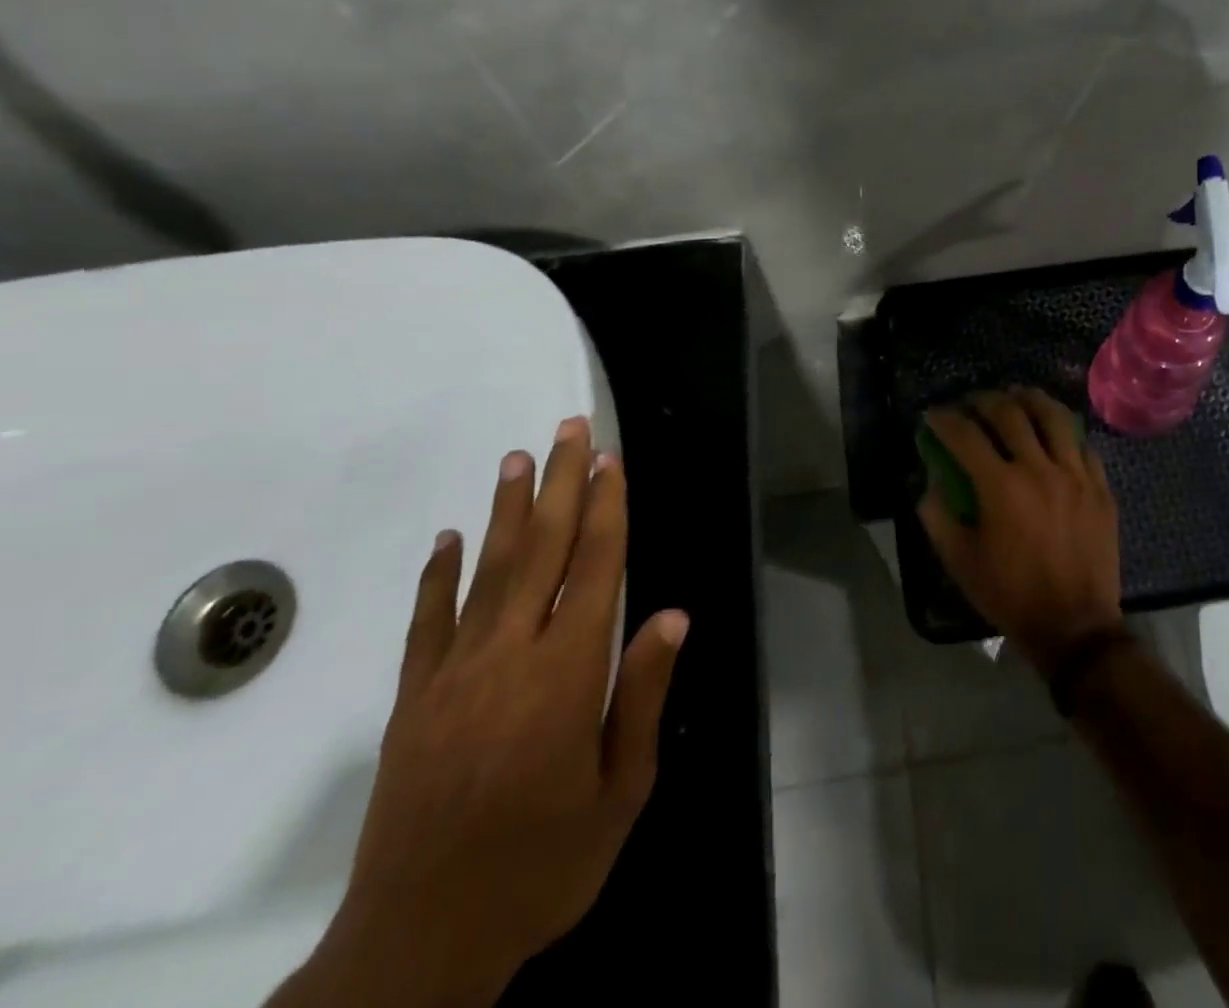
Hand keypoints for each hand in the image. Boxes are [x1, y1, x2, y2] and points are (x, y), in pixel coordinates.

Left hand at [271, 417, 688, 1007]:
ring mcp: (453, 673)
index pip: (595, 568)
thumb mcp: (620, 791)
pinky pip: (426, 622)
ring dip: (505, 509)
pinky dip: (436, 575)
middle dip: (560, 483)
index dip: (608, 508)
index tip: (611, 460)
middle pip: (542, 549)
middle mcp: (510, 655)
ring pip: (486, 571)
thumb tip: (671, 616)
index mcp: (567, 673)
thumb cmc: (542, 864)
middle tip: (568, 428)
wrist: (418, 944)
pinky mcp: (411, 699)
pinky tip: (447, 537)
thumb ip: (643, 694)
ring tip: (517, 458)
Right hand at [918, 387, 1122, 675]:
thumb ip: (938, 515)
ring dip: (1030, 399)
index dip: (944, 419)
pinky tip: (1055, 433)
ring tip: (1017, 394)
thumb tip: (931, 481)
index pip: (964, 435)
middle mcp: (1039, 468)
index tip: (933, 415)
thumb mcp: (960, 561)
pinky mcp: (1100, 488)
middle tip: (971, 402)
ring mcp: (1075, 475)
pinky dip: (1064, 432)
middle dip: (984, 400)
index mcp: (1000, 486)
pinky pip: (1083, 445)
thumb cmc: (1010, 595)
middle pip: (1009, 414)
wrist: (1075, 627)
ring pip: (1054, 418)